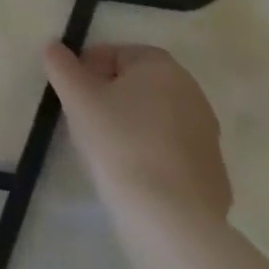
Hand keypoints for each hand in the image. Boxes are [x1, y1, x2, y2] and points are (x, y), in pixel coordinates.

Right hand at [45, 43, 231, 226]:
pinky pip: (171, 153)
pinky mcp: (214, 175)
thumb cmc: (119, 142)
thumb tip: (55, 48)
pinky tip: (133, 176)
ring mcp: (208, 136)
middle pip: (138, 85)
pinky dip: (151, 156)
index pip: (115, 54)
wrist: (171, 220)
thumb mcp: (77, 97)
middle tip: (85, 119)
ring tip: (106, 150)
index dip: (88, 70)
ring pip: (155, 119)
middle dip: (110, 97)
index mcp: (162, 66)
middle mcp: (192, 94)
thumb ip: (61, 65)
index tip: (73, 94)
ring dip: (131, 126)